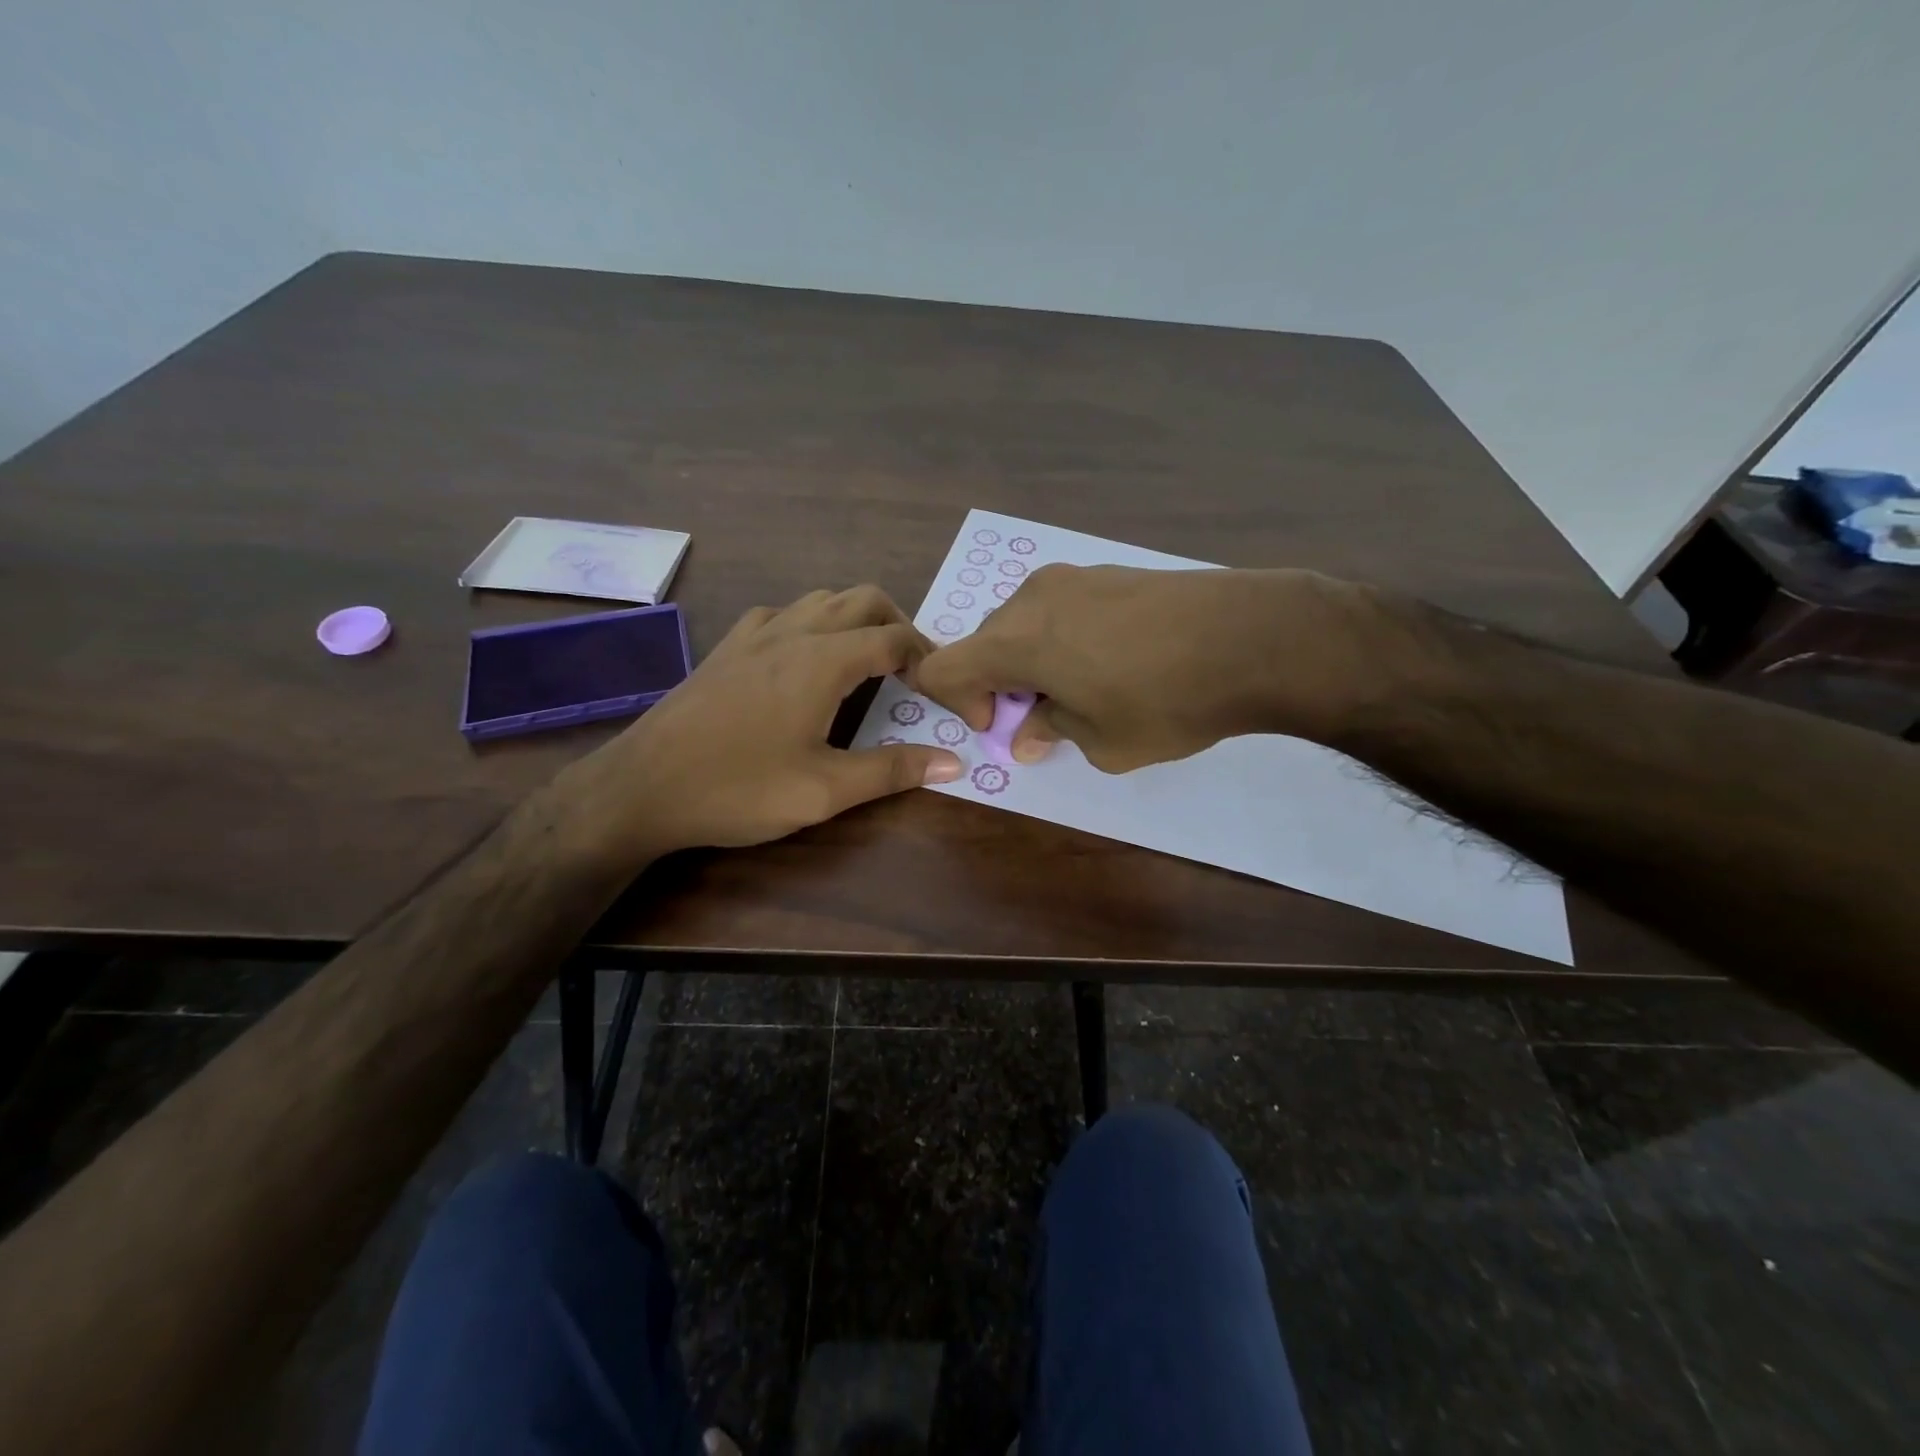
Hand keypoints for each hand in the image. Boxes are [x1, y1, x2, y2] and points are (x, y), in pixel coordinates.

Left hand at [554, 586, 962, 865]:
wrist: (641, 788)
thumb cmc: (738, 789)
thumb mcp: (824, 790)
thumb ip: (892, 771)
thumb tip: (953, 762)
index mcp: (822, 661)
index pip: (893, 637)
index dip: (926, 656)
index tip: (938, 687)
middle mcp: (792, 632)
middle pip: (862, 599)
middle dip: (898, 624)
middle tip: (911, 669)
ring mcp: (753, 635)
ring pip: (820, 600)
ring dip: (854, 619)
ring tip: (866, 661)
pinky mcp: (726, 648)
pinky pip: (781, 614)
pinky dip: (809, 623)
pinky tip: (802, 659)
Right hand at [911, 564, 1382, 772]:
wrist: (1255, 637)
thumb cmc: (1166, 701)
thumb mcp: (1102, 742)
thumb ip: (1051, 732)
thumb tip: (1027, 734)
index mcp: (1015, 640)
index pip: (942, 667)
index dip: (957, 703)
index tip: (1002, 724)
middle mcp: (1033, 599)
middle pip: (984, 643)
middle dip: (999, 684)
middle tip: (1045, 717)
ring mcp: (1073, 577)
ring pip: (1024, 623)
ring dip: (1033, 661)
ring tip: (1085, 690)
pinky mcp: (1110, 570)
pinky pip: (1060, 608)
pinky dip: (1063, 639)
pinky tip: (1115, 661)